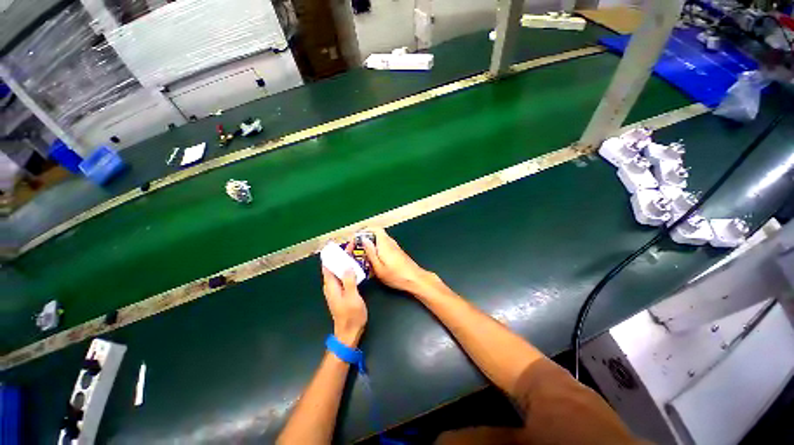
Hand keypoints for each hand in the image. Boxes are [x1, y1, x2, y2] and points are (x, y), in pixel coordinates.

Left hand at [322, 242, 366, 345]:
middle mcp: (331, 286)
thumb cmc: (351, 315)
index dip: (331, 255)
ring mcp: (336, 289)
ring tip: (355, 252)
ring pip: (339, 271)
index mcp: (331, 285)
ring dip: (345, 261)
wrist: (349, 332)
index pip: (328, 266)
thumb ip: (349, 281)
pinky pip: (343, 276)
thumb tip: (346, 265)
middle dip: (341, 255)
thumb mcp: (352, 297)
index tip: (338, 245)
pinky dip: (348, 269)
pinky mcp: (342, 292)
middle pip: (334, 267)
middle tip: (352, 245)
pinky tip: (356, 266)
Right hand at [360, 227, 440, 295]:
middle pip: (374, 235)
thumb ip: (370, 252)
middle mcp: (389, 242)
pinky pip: (382, 247)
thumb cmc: (396, 275)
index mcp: (384, 243)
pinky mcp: (395, 252)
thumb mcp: (378, 267)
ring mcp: (393, 246)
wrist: (415, 279)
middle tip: (355, 252)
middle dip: (363, 241)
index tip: (354, 241)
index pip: (373, 229)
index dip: (362, 232)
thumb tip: (363, 239)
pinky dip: (375, 251)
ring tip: (361, 258)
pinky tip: (372, 263)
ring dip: (369, 247)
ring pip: (378, 241)